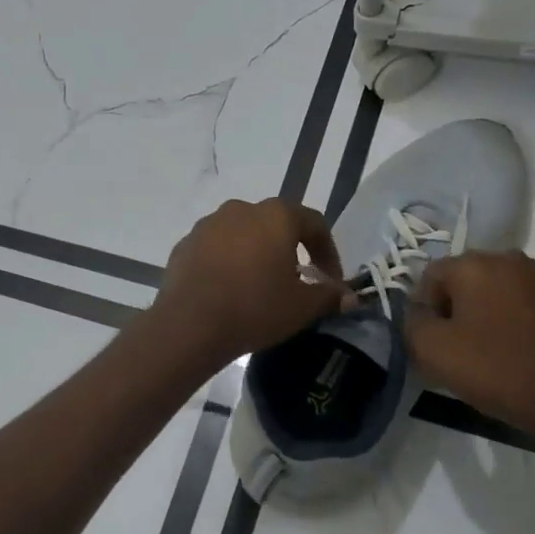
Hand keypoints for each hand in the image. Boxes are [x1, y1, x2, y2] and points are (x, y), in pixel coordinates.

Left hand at [154, 199, 353, 362]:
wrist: (190, 324)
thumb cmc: (255, 308)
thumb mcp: (302, 307)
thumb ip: (329, 296)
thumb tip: (349, 297)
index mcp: (276, 216)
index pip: (314, 223)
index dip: (328, 252)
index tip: (330, 280)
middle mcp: (241, 209)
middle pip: (275, 224)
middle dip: (290, 249)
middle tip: (296, 280)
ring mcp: (208, 224)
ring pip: (242, 234)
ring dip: (256, 253)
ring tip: (260, 285)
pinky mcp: (185, 244)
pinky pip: (215, 248)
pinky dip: (227, 263)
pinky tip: (228, 290)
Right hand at [406, 250, 534, 448]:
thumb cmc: (495, 369)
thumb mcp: (431, 349)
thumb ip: (411, 322)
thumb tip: (419, 313)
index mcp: (474, 263)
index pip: (428, 276)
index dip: (422, 310)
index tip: (430, 343)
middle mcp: (507, 259)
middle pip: (461, 281)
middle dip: (451, 311)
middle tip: (452, 350)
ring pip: (490, 293)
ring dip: (479, 316)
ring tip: (482, 354)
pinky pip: (517, 305)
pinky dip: (506, 323)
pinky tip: (509, 353)